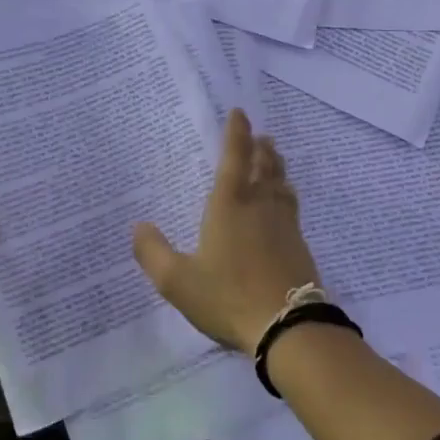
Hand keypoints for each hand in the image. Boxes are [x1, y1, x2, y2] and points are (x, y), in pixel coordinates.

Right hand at [132, 109, 320, 352]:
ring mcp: (284, 224)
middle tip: (260, 136)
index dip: (236, 133)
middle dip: (260, 148)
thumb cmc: (228, 296)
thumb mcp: (177, 281)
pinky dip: (286, 194)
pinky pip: (291, 207)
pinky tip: (286, 203)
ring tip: (274, 159)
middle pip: (263, 166)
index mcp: (229, 205)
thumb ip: (153, 253)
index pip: (234, 157)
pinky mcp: (300, 245)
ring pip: (281, 184)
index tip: (239, 113)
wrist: (288, 326)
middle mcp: (259, 206)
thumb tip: (139, 226)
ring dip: (276, 167)